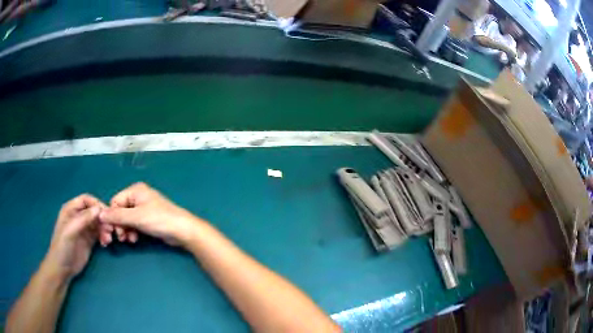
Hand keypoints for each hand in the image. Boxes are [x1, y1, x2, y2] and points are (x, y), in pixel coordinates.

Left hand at [43, 194, 107, 280]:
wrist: (62, 269)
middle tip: (111, 230)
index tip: (107, 214)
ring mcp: (84, 229)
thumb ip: (83, 219)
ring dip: (105, 229)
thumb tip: (99, 209)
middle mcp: (78, 216)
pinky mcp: (89, 240)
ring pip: (98, 222)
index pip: (86, 200)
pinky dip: (104, 236)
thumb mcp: (70, 232)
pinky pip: (99, 233)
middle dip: (103, 219)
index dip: (96, 204)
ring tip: (108, 240)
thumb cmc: (62, 247)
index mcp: (70, 210)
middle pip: (94, 211)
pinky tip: (105, 243)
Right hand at [99, 183, 202, 247]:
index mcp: (135, 190)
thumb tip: (100, 215)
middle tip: (121, 238)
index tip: (112, 231)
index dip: (112, 217)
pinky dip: (132, 232)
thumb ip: (117, 216)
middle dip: (119, 225)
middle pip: (120, 211)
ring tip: (129, 240)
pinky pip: (134, 224)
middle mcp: (138, 197)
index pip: (115, 202)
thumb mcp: (136, 217)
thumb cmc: (159, 220)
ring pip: (126, 219)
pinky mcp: (148, 219)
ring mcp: (143, 208)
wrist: (182, 231)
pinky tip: (135, 239)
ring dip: (125, 230)